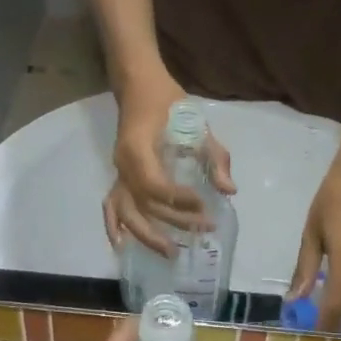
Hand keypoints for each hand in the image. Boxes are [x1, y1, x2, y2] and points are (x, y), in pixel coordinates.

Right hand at [104, 73, 234, 255]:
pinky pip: (112, 206)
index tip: (203, 204)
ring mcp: (118, 173)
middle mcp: (123, 166)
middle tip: (202, 230)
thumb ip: (214, 157)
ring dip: (146, 235)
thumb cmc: (168, 101)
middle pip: (143, 204)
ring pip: (126, 212)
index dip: (178, 200)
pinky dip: (114, 227)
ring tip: (170, 253)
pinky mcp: (119, 177)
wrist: (139, 87)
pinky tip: (123, 246)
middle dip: (172, 222)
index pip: (155, 185)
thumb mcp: (197, 124)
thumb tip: (229, 191)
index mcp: (138, 150)